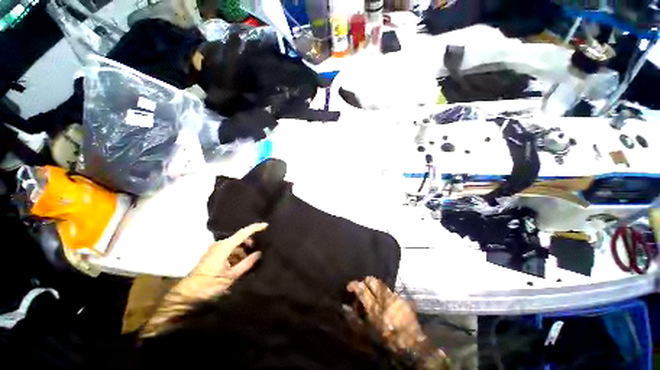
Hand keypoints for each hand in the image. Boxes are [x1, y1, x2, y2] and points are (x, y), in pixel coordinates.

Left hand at [187, 222, 266, 297]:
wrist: (186, 296)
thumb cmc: (209, 285)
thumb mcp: (231, 276)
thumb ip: (247, 263)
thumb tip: (259, 253)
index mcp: (224, 247)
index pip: (243, 233)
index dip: (255, 228)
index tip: (266, 225)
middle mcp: (219, 244)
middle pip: (240, 238)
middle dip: (250, 243)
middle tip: (259, 251)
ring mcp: (215, 249)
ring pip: (235, 246)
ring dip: (243, 251)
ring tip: (251, 261)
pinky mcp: (213, 255)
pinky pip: (229, 251)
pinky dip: (237, 255)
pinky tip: (241, 265)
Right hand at [347, 277, 423, 351]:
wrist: (413, 344)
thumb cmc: (389, 340)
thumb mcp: (371, 331)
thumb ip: (357, 318)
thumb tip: (346, 307)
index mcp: (376, 308)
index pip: (362, 289)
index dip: (353, 285)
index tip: (349, 287)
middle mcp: (386, 298)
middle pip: (372, 280)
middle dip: (364, 282)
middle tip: (360, 288)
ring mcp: (395, 296)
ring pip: (380, 284)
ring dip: (373, 286)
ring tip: (370, 296)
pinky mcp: (402, 298)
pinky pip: (388, 290)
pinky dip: (382, 292)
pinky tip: (382, 301)